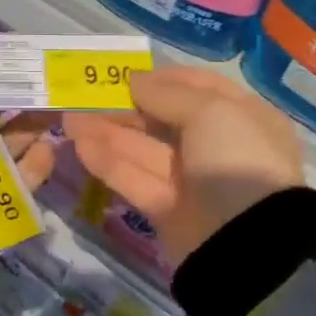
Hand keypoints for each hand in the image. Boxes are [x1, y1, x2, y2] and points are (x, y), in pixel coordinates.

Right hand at [65, 65, 306, 263]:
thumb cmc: (235, 159)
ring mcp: (192, 181)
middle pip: (165, 120)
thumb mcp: (211, 112)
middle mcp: (218, 147)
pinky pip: (136, 180)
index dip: (164, 79)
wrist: (246, 241)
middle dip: (126, 108)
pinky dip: (110, 164)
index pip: (201, 89)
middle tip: (86, 96)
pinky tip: (81, 146)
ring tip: (69, 120)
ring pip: (145, 150)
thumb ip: (168, 94)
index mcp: (243, 118)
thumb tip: (135, 80)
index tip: (127, 74)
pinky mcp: (167, 209)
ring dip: (108, 133)